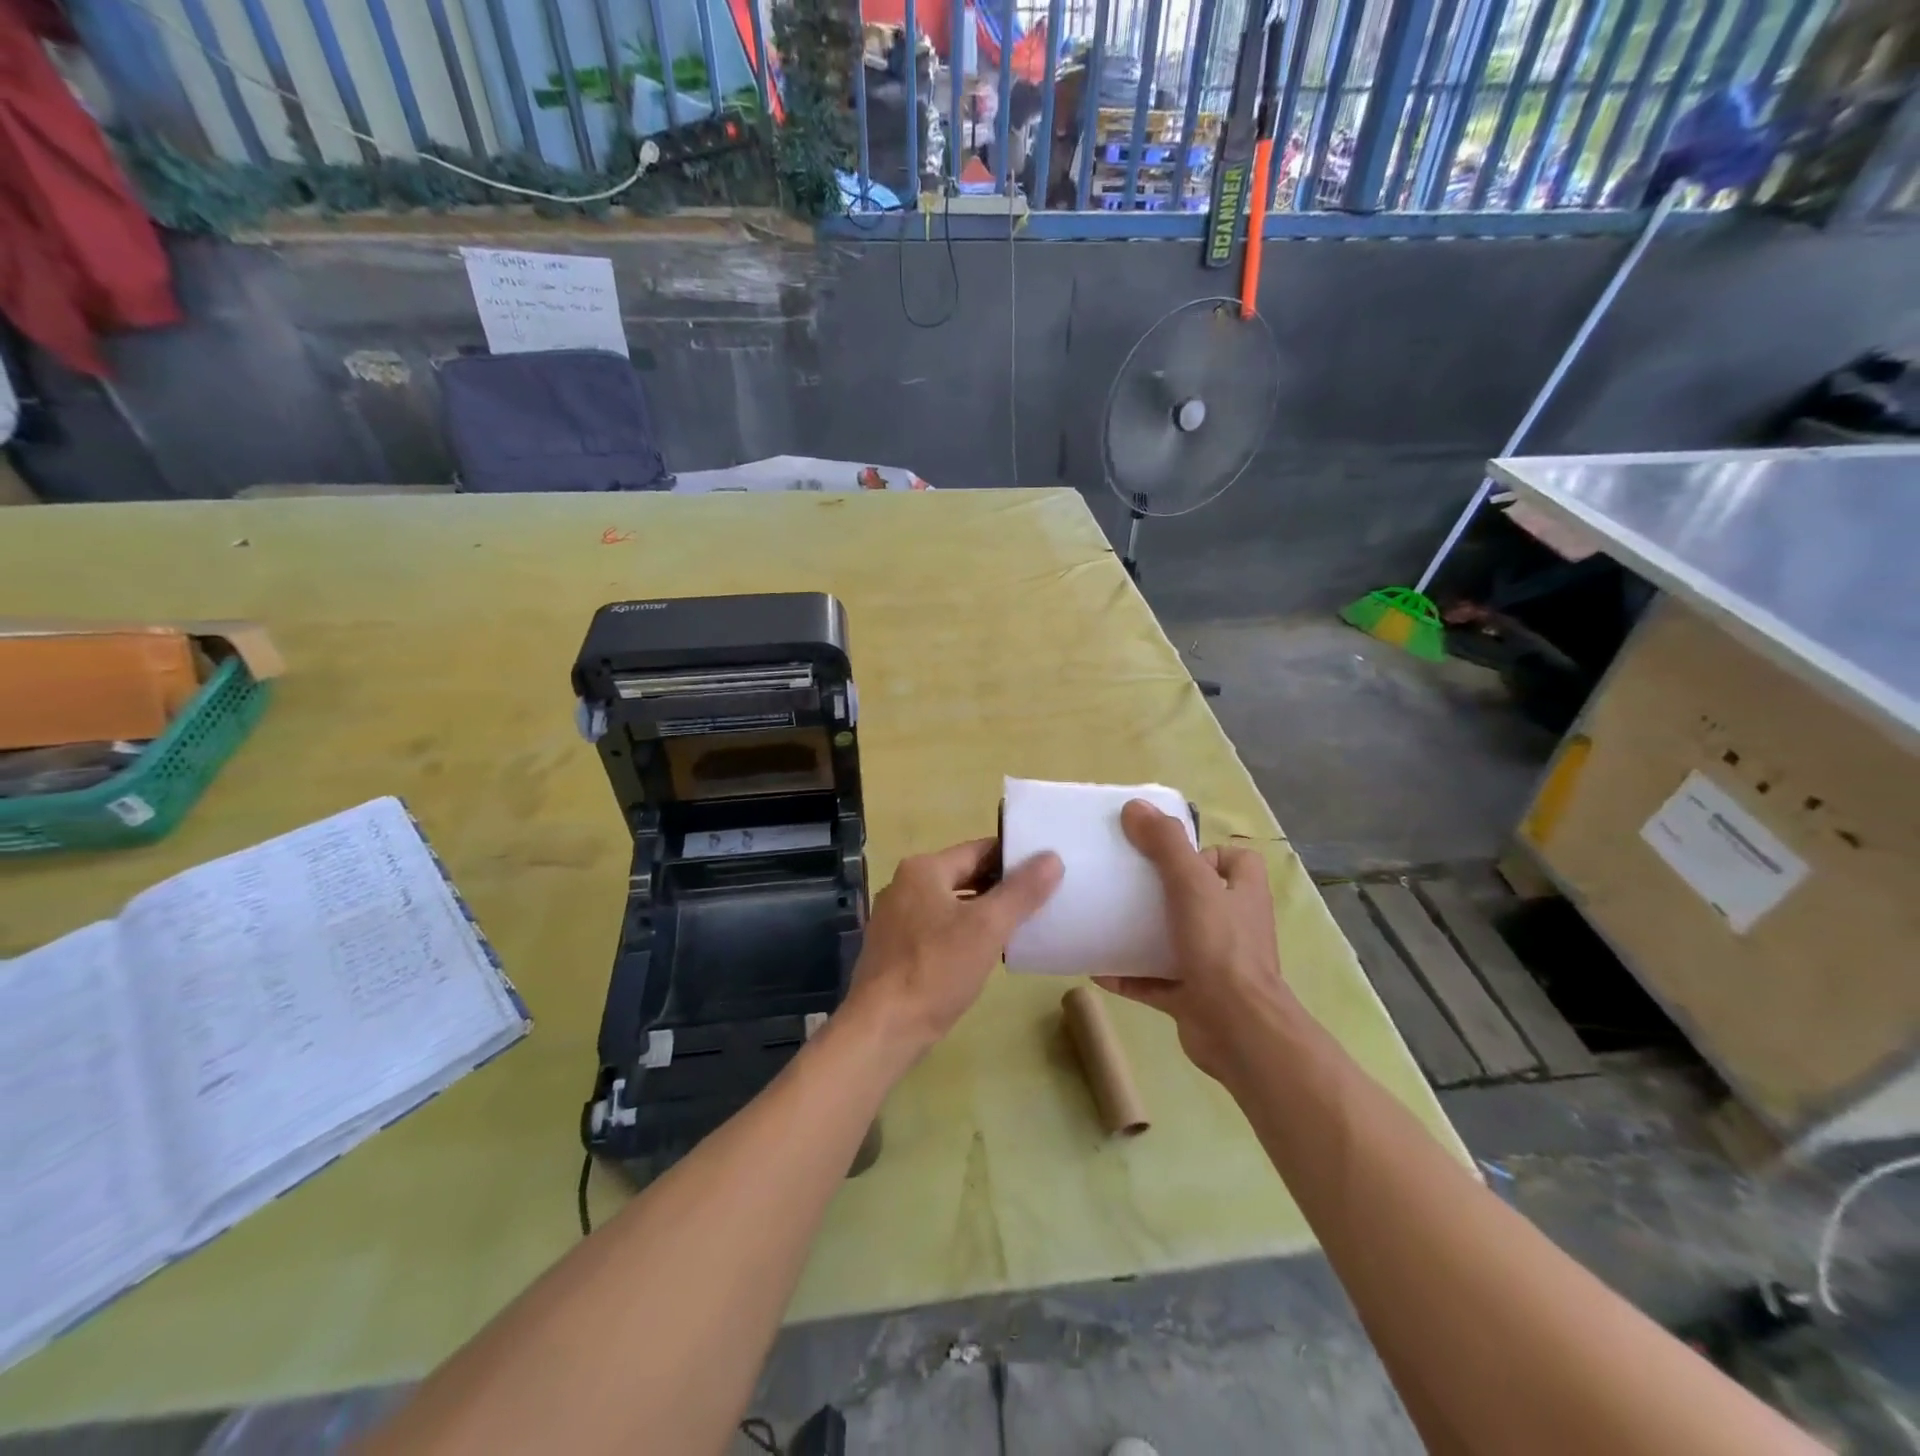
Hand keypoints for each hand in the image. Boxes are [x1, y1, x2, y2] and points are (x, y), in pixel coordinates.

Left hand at [845, 838, 1062, 1060]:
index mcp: (923, 869)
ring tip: (1021, 925)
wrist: (883, 1028)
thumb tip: (1051, 857)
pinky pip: (938, 928)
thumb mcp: (987, 927)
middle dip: (1001, 886)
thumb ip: (1022, 890)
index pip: (980, 849)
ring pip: (952, 903)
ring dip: (983, 911)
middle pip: (964, 875)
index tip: (1048, 868)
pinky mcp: (895, 948)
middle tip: (1042, 898)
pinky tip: (985, 952)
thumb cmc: (936, 969)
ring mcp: (896, 918)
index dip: (1015, 857)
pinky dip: (963, 932)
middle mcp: (904, 885)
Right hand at [1094, 800, 1300, 1082]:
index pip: (1234, 860)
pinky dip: (1129, 975)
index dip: (1204, 853)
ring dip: (1142, 933)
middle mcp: (1233, 926)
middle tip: (1125, 884)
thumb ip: (1166, 845)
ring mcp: (1213, 964)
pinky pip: (1154, 981)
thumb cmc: (1221, 948)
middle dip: (1162, 891)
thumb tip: (1135, 807)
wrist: (1237, 1030)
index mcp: (1243, 894)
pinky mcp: (1193, 997)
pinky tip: (1097, 968)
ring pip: (1175, 939)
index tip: (1167, 857)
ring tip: (1106, 920)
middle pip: (1198, 897)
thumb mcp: (1192, 885)